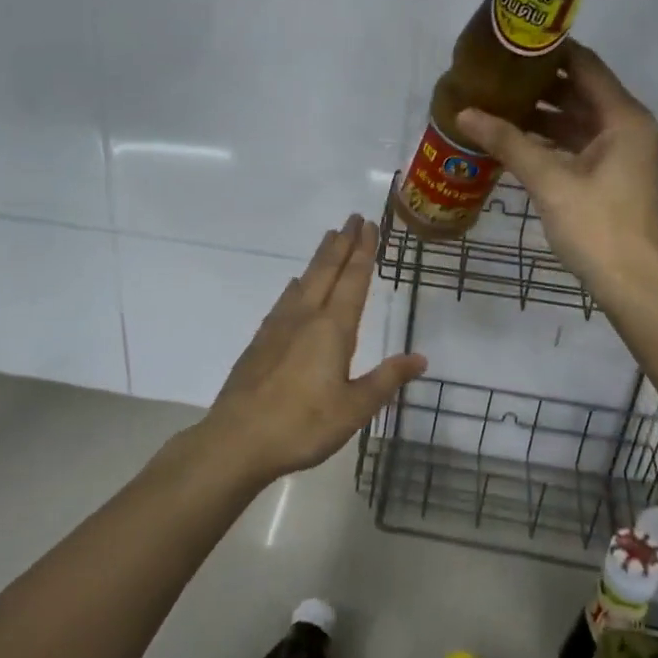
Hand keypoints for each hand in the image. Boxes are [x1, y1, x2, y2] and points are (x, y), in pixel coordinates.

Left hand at [197, 214, 425, 483]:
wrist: (237, 440)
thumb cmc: (302, 425)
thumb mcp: (354, 409)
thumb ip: (386, 380)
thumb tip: (421, 358)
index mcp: (332, 329)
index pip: (353, 281)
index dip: (363, 252)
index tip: (369, 226)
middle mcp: (305, 318)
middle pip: (326, 271)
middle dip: (342, 243)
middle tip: (352, 218)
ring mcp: (278, 327)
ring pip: (304, 281)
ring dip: (319, 258)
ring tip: (329, 239)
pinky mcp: (260, 342)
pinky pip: (285, 300)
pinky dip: (297, 284)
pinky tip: (295, 287)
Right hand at [457, 43, 657, 294]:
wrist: (632, 284)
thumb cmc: (596, 226)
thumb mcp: (549, 181)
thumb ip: (508, 142)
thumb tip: (464, 113)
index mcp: (624, 118)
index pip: (585, 65)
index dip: (550, 51)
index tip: (511, 43)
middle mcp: (629, 127)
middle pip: (581, 91)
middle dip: (539, 84)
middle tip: (495, 75)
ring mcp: (623, 153)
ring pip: (579, 120)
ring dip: (543, 114)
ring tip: (497, 104)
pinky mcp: (614, 176)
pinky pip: (580, 144)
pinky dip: (552, 140)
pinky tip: (516, 141)